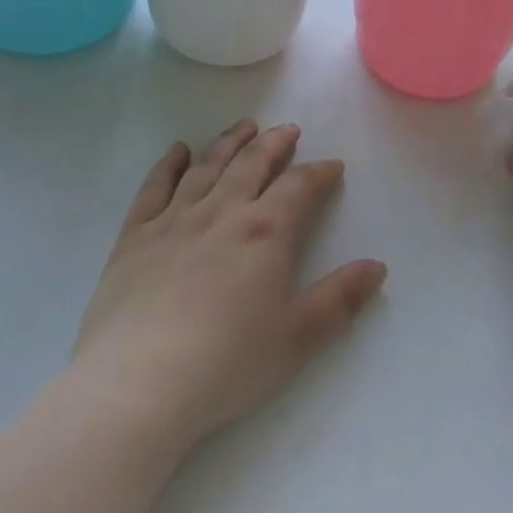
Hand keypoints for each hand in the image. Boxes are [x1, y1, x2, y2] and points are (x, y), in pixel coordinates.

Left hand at [70, 120, 386, 446]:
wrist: (137, 386)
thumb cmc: (227, 362)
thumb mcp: (298, 336)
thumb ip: (341, 298)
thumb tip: (377, 267)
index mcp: (266, 231)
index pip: (299, 186)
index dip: (319, 173)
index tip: (333, 166)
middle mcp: (222, 212)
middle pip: (252, 163)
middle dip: (275, 143)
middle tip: (288, 129)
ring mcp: (174, 220)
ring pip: (207, 166)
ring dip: (230, 142)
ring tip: (244, 126)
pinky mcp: (134, 237)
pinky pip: (154, 188)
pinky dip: (168, 164)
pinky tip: (178, 151)